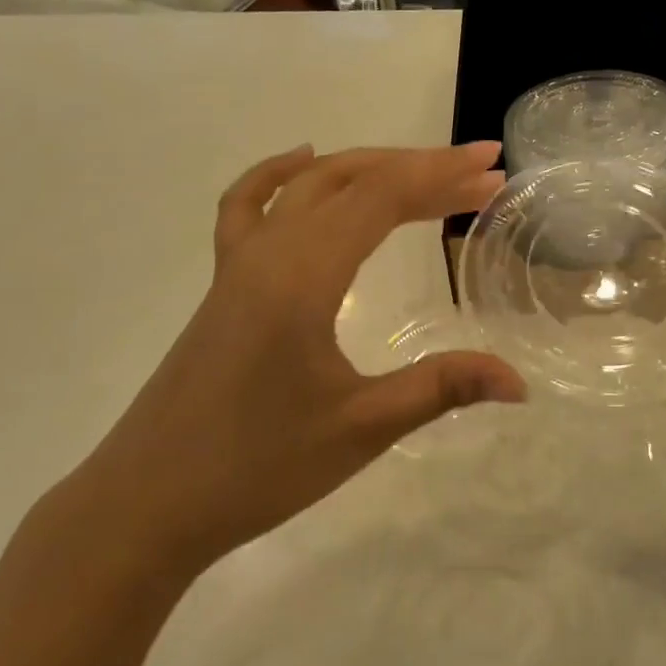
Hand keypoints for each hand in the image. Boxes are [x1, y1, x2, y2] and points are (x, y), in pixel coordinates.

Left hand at [78, 143, 525, 579]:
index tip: (492, 168)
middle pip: (354, 181)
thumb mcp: (361, 428)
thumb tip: (519, 384)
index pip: (382, 198)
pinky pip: (250, 206)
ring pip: (310, 186)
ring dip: (370, 170)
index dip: (442, 175)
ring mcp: (239, 263)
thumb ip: (442, 388)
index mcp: (302, 275)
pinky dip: (281, 174)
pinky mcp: (225, 283)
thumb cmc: (256, 468)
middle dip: (422, 169)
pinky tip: (304, 161)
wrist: (145, 504)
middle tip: (481, 175)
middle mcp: (270, 251)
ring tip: (425, 175)